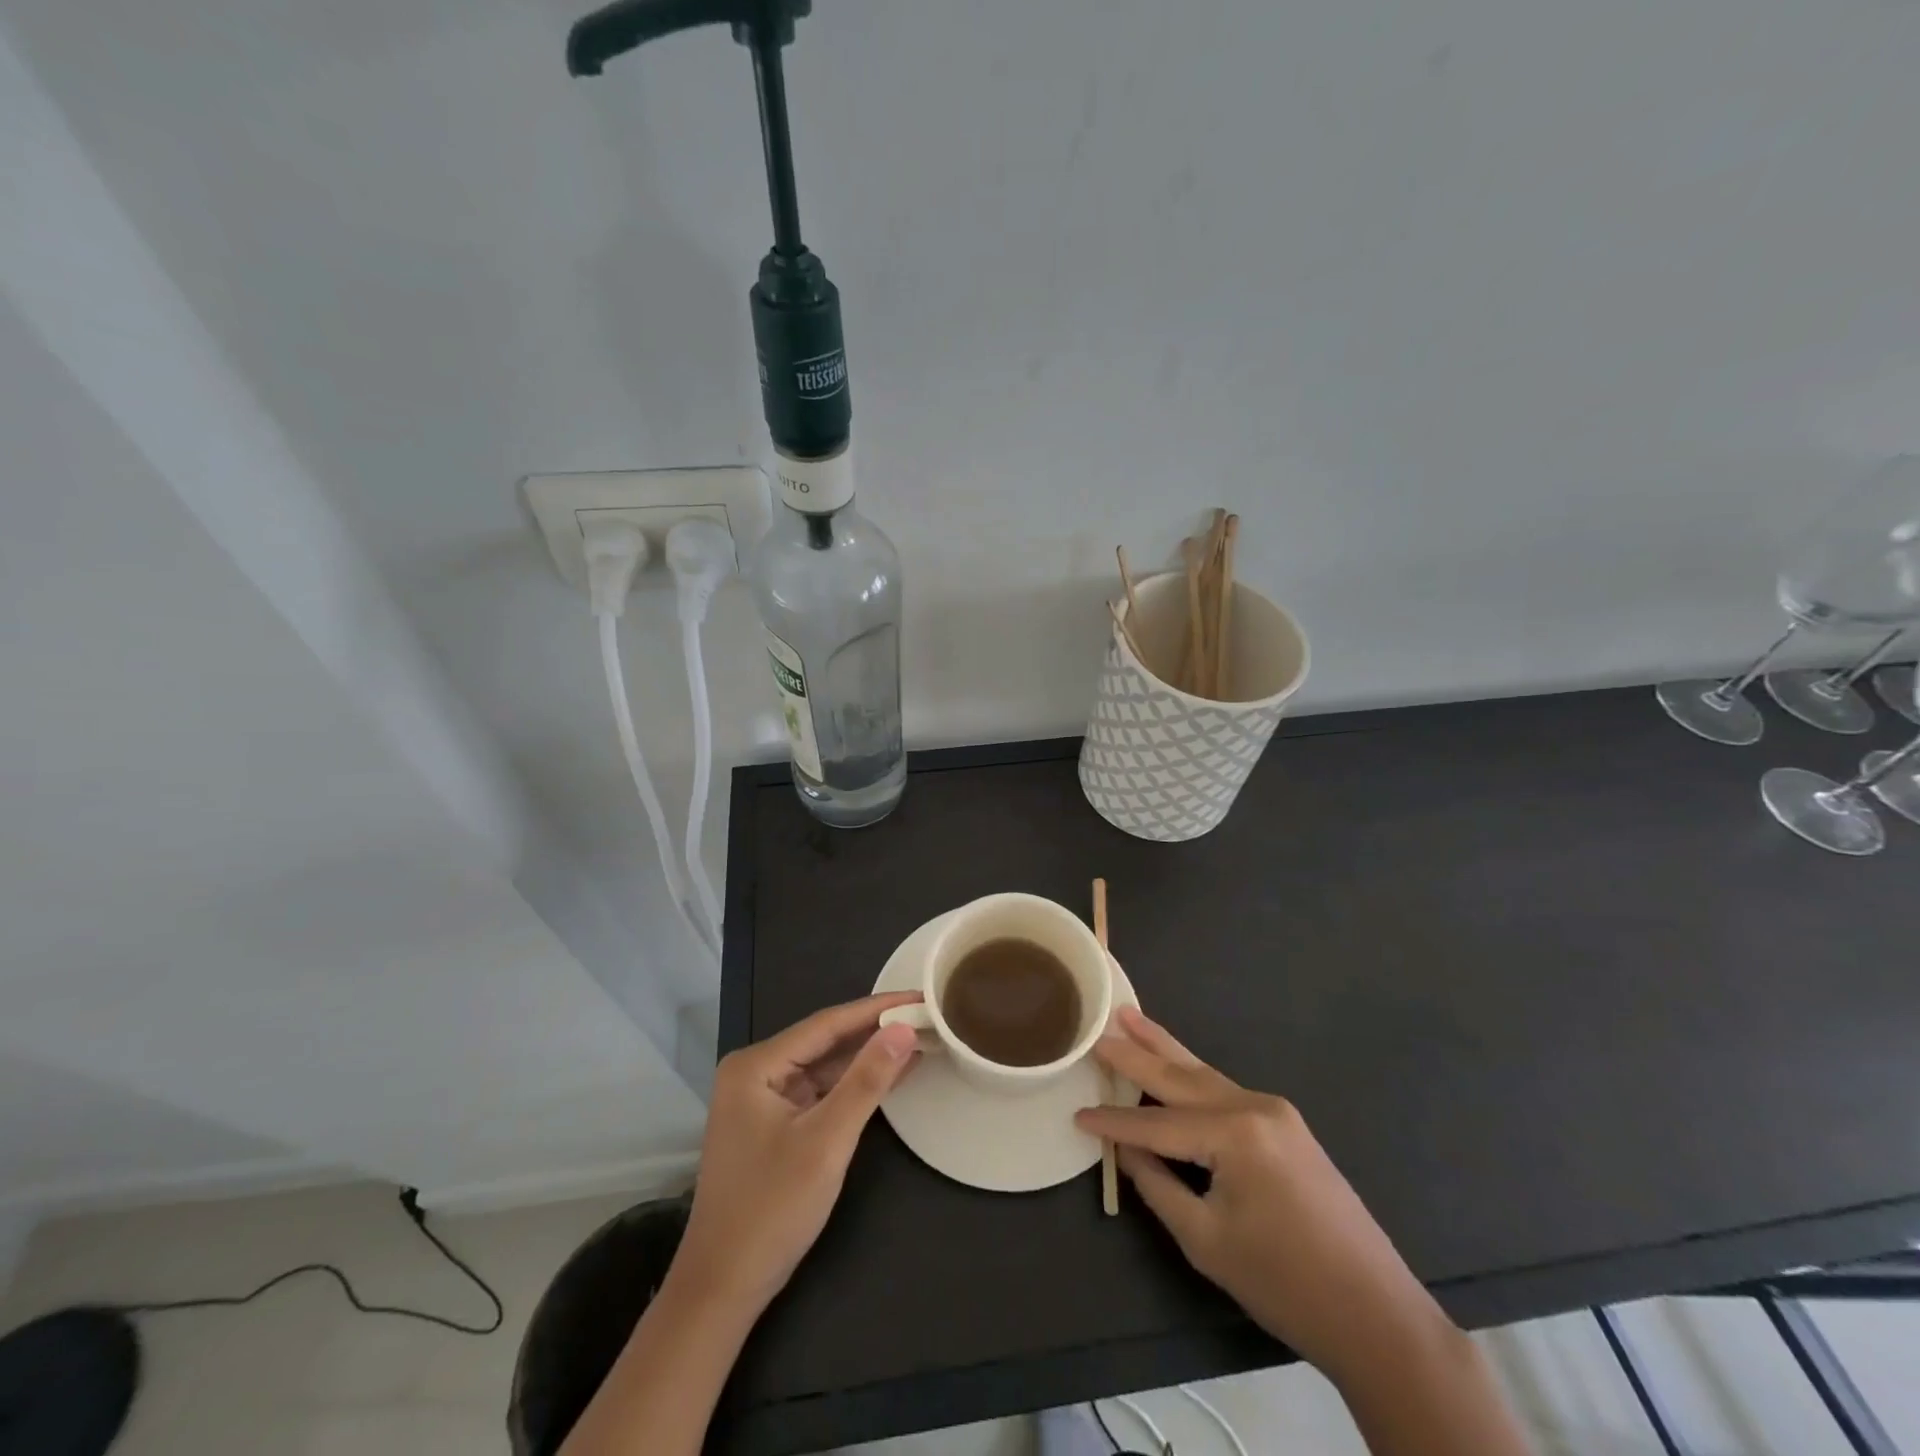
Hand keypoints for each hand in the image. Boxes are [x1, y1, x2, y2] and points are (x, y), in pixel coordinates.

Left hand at [671, 992, 921, 1313]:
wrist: (722, 1289)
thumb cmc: (771, 1210)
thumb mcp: (826, 1141)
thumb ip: (866, 1081)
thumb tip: (903, 1029)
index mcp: (756, 1065)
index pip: (827, 1023)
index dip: (877, 1009)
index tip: (919, 996)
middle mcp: (756, 1072)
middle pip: (826, 1041)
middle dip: (875, 1031)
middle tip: (926, 1017)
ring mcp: (763, 1099)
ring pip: (826, 1066)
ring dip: (868, 1058)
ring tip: (919, 1039)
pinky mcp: (774, 1124)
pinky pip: (821, 1091)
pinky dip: (854, 1085)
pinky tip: (891, 1075)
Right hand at [1077, 1009, 1450, 1380]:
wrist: (1378, 1315)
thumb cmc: (1285, 1284)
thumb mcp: (1206, 1239)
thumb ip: (1158, 1184)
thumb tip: (1126, 1149)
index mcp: (1235, 1134)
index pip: (1156, 1123)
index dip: (1114, 1123)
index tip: (1076, 1113)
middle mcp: (1254, 1106)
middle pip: (1180, 1076)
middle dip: (1136, 1053)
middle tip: (1099, 1027)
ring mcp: (1275, 1111)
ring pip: (1204, 1074)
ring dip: (1164, 1049)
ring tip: (1130, 1017)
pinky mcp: (1286, 1124)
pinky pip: (1225, 1091)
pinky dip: (1191, 1077)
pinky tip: (1172, 1064)